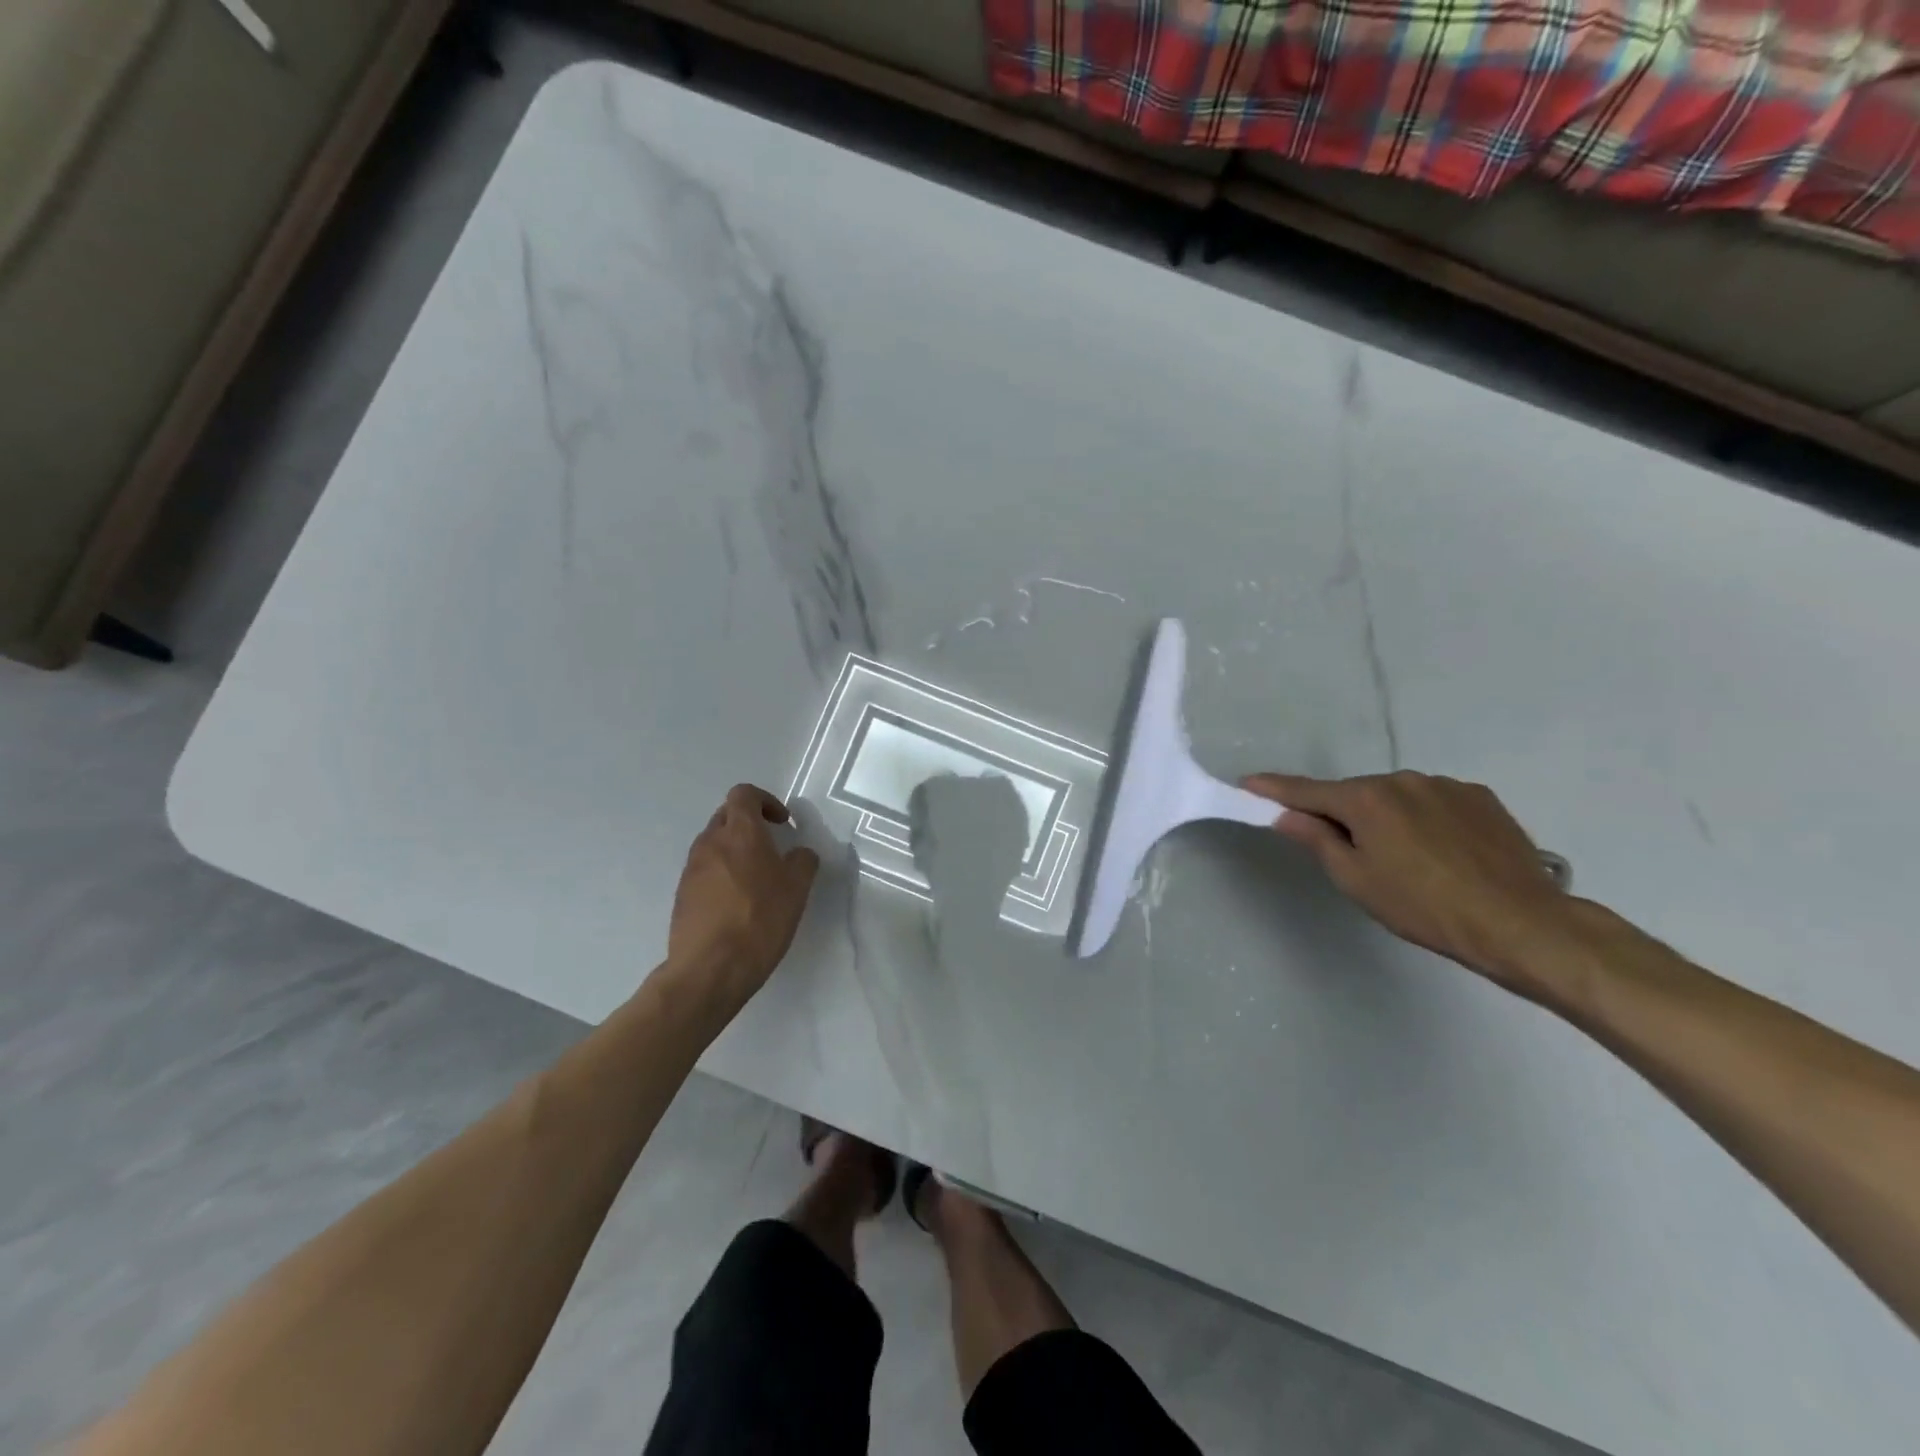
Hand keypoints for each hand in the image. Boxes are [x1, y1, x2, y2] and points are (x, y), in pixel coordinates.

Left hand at [668, 784, 819, 1002]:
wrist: (709, 969)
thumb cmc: (759, 920)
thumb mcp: (797, 889)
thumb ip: (803, 861)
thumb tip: (799, 854)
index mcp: (739, 833)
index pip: (744, 794)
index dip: (765, 801)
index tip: (782, 823)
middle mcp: (710, 843)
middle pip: (727, 816)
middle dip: (750, 824)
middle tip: (772, 847)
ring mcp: (691, 869)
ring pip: (713, 844)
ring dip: (734, 850)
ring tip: (756, 879)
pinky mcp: (682, 895)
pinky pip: (704, 871)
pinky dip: (722, 874)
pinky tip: (737, 903)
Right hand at [1243, 770, 1573, 992]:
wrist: (1522, 923)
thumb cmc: (1424, 908)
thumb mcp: (1357, 880)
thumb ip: (1317, 840)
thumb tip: (1285, 815)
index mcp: (1366, 799)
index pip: (1306, 791)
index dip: (1273, 789)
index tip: (1247, 783)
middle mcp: (1402, 780)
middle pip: (1354, 794)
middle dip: (1342, 814)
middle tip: (1349, 854)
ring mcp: (1445, 785)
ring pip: (1395, 797)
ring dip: (1387, 817)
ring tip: (1408, 860)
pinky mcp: (1480, 797)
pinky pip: (1433, 802)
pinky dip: (1423, 819)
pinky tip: (1442, 853)